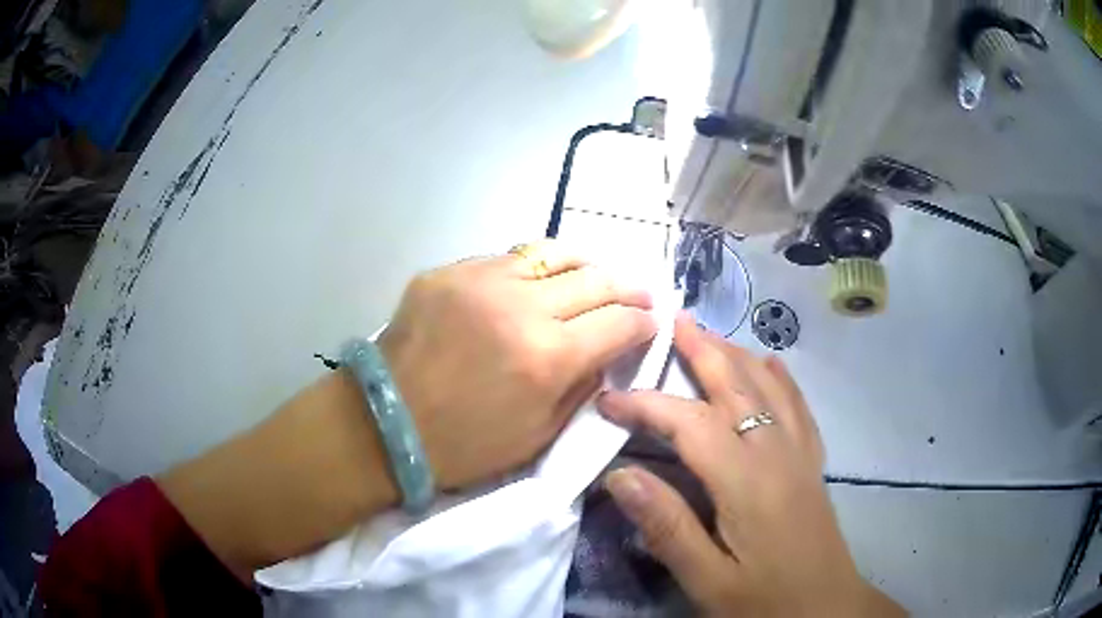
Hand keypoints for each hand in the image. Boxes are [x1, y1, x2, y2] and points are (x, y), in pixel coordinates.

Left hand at [157, 241, 655, 579]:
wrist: (384, 425)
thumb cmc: (463, 446)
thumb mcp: (538, 437)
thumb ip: (582, 389)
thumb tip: (607, 355)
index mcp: (548, 356)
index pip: (619, 323)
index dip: (644, 323)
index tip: (652, 323)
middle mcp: (521, 306)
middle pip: (596, 279)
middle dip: (628, 287)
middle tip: (640, 293)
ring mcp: (480, 279)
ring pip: (553, 254)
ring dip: (585, 265)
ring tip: (595, 276)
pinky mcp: (448, 272)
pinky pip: (506, 260)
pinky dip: (533, 270)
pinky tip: (536, 283)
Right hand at [598, 314, 903, 616]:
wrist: (826, 607)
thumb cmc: (764, 600)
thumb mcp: (707, 579)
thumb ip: (666, 526)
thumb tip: (619, 474)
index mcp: (746, 482)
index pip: (689, 424)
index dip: (646, 405)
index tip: (608, 400)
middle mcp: (776, 452)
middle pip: (737, 386)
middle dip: (702, 350)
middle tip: (672, 320)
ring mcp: (800, 452)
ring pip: (768, 386)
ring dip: (737, 354)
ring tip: (710, 334)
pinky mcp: (811, 462)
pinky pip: (798, 404)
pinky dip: (780, 376)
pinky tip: (771, 363)